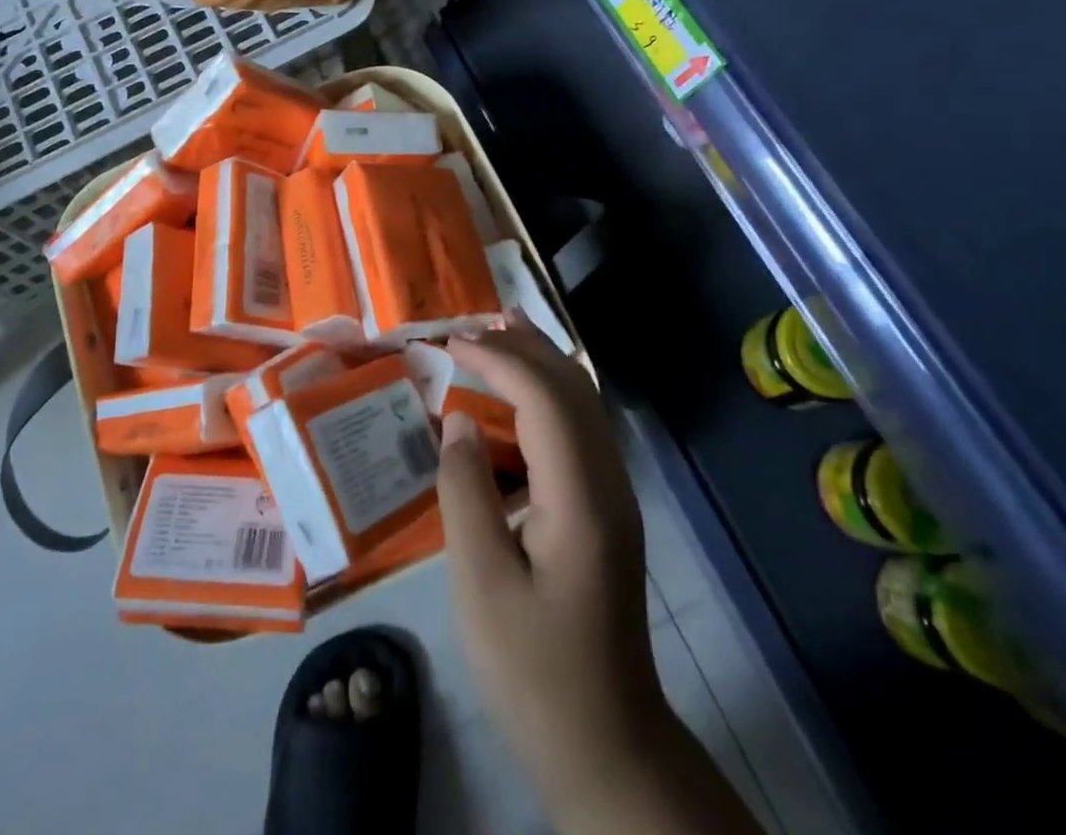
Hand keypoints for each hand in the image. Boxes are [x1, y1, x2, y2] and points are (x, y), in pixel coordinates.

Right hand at [437, 319, 761, 834]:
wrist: (606, 743)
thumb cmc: (534, 669)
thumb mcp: (481, 585)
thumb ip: (466, 492)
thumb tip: (457, 422)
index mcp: (581, 498)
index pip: (544, 399)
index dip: (498, 361)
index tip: (452, 342)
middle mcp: (608, 482)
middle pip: (572, 389)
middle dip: (524, 348)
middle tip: (473, 323)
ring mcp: (614, 495)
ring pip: (582, 404)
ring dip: (540, 364)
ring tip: (497, 337)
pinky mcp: (606, 510)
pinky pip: (579, 430)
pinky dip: (546, 396)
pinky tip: (517, 400)